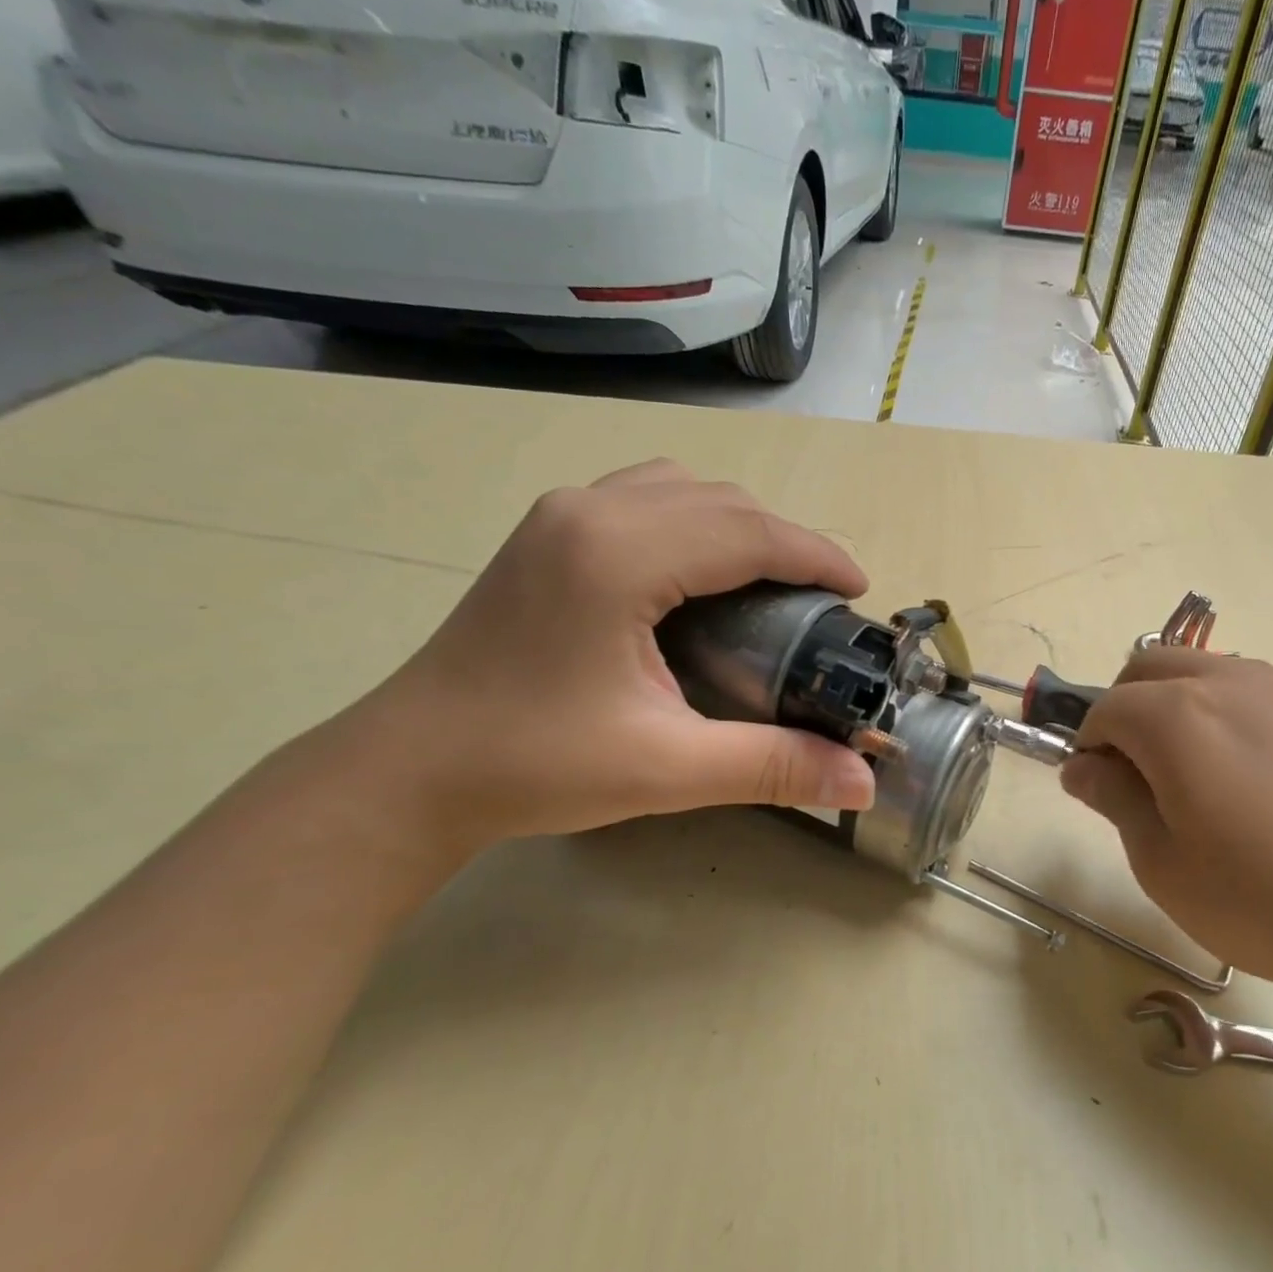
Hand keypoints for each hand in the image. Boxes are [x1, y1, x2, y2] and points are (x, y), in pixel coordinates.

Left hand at [346, 460, 876, 847]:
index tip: (860, 591)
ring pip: (681, 489)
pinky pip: (644, 499)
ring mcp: (561, 516)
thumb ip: (772, 766)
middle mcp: (591, 511)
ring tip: (768, 583)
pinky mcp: (546, 535)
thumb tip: (863, 782)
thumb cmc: (534, 766)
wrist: (409, 772)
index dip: (816, 555)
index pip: (748, 532)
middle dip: (785, 541)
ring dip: (738, 526)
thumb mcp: (667, 769)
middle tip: (821, 600)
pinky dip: (693, 523)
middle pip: (721, 500)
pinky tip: (698, 576)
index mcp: (620, 554)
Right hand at [1061, 648, 1272, 1007]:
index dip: (1086, 749)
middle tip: (1131, 781)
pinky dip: (1213, 718)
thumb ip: (1115, 800)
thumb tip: (1082, 767)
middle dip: (1121, 712)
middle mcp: (1225, 683)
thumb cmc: (1267, 900)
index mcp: (1175, 714)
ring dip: (1167, 709)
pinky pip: (1240, 696)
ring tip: (1184, 784)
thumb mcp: (1164, 864)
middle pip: (1146, 669)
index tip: (1094, 794)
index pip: (1103, 709)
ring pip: (1195, 674)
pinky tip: (1238, 787)